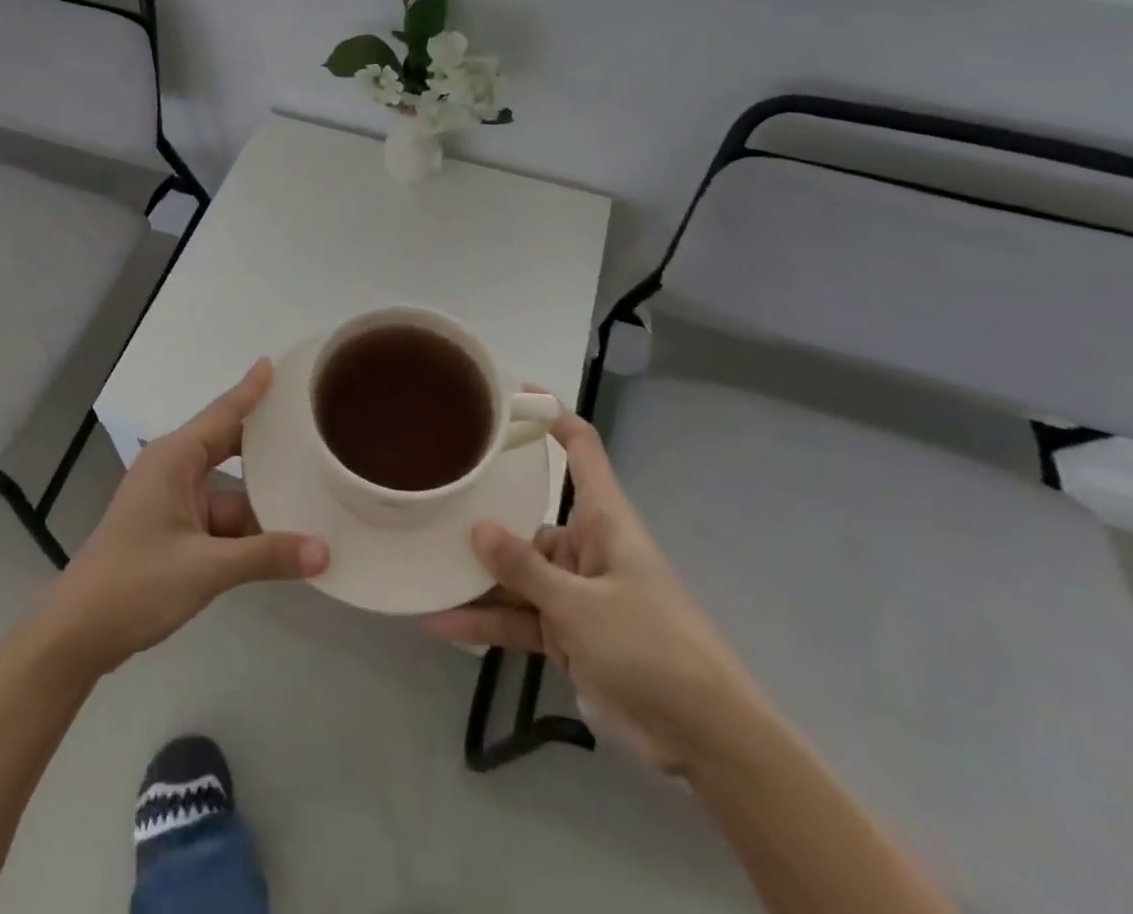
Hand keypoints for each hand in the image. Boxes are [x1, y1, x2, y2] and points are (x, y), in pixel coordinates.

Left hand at [37, 359, 328, 676]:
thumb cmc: (136, 583)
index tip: (276, 363)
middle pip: (229, 447)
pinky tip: (281, 541)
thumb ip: (267, 556)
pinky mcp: (171, 531)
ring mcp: (171, 502)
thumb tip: (325, 551)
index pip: (224, 413)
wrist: (76, 634)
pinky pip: (218, 519)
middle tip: (311, 429)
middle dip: (266, 444)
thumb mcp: (206, 568)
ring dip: (261, 500)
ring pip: (228, 491)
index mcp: (175, 459)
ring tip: (312, 493)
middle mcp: (173, 470)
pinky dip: (245, 530)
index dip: (251, 389)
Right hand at [423, 403, 769, 776]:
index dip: (553, 417)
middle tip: (431, 499)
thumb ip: (526, 568)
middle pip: (530, 518)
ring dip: (478, 578)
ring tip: (424, 566)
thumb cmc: (653, 647)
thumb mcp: (582, 606)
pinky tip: (442, 624)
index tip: (514, 394)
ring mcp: (576, 593)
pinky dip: (487, 622)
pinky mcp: (569, 634)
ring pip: (518, 573)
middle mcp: (587, 547)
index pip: (582, 450)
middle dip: (485, 515)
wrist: (708, 739)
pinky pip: (520, 618)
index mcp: (604, 521)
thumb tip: (477, 527)